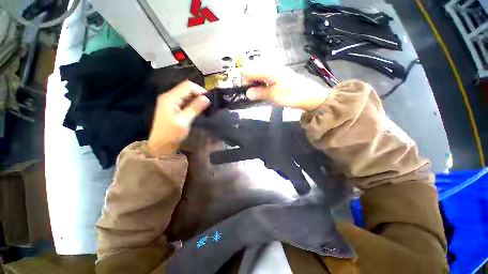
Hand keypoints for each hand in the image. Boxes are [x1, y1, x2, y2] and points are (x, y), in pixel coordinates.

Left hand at [148, 81, 209, 155]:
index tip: (207, 100)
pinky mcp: (168, 106)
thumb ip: (195, 108)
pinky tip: (192, 111)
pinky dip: (188, 103)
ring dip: (193, 99)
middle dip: (197, 94)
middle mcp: (167, 96)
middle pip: (185, 88)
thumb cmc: (169, 135)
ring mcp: (167, 101)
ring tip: (200, 108)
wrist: (156, 146)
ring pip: (183, 94)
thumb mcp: (183, 123)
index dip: (199, 90)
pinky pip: (180, 100)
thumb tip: (207, 98)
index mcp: (170, 98)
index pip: (187, 85)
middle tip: (205, 105)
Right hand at [243, 65, 329, 111]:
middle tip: (254, 94)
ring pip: (257, 72)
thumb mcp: (274, 96)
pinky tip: (266, 89)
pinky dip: (262, 82)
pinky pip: (264, 74)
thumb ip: (259, 93)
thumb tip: (247, 93)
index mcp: (266, 69)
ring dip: (256, 82)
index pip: (246, 70)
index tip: (247, 92)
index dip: (244, 81)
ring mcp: (274, 68)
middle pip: (251, 69)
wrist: (311, 95)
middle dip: (249, 81)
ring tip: (260, 93)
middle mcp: (269, 65)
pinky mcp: (278, 72)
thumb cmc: (293, 94)